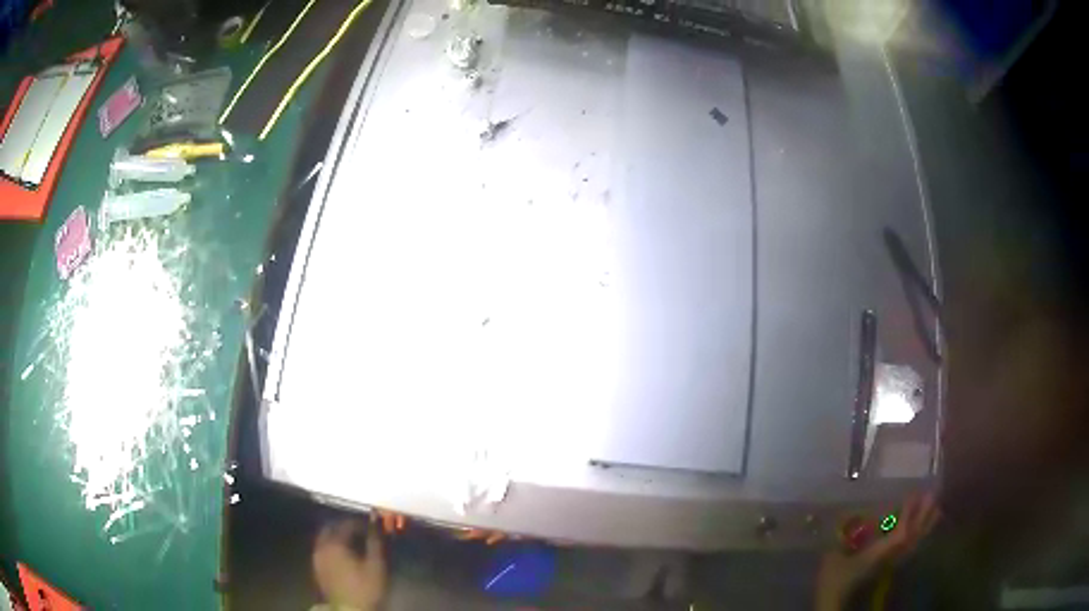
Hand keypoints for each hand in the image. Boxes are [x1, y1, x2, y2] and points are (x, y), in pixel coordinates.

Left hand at [313, 518, 387, 610]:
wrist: (351, 610)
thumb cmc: (366, 587)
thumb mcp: (376, 564)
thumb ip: (375, 541)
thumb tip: (375, 522)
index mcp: (335, 543)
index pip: (346, 524)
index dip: (359, 523)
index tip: (370, 526)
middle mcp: (322, 547)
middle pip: (330, 528)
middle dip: (343, 527)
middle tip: (359, 531)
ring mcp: (317, 558)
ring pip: (323, 539)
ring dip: (335, 536)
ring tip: (351, 542)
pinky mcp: (317, 569)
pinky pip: (321, 550)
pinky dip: (331, 547)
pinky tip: (341, 555)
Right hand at [815, 494, 939, 610]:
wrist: (832, 602)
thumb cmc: (833, 579)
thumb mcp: (833, 557)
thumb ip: (844, 537)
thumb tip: (845, 516)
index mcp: (878, 554)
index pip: (900, 534)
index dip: (909, 514)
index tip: (913, 493)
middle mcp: (890, 558)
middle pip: (913, 537)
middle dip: (923, 516)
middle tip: (932, 495)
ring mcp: (891, 563)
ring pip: (914, 544)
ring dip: (926, 527)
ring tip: (937, 509)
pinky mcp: (889, 566)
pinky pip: (911, 550)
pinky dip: (919, 538)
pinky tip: (923, 531)